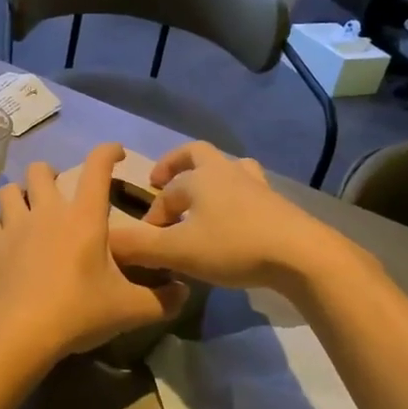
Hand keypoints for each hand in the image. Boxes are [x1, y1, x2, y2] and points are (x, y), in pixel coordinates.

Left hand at [0, 143, 186, 359]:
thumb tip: (183, 293)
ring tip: (31, 209)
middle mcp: (48, 211)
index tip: (116, 152)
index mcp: (84, 217)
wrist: (19, 331)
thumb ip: (161, 300)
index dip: (108, 152)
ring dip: (22, 193)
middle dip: (52, 173)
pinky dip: (4, 222)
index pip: (97, 167)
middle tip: (62, 193)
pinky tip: (12, 238)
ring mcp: (16, 225)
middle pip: (42, 170)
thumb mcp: (129, 310)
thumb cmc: (78, 311)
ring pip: (11, 189)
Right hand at [106, 142, 327, 290]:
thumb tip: (107, 243)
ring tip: (203, 197)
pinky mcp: (277, 203)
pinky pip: (249, 190)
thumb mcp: (179, 251)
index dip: (153, 213)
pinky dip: (235, 198)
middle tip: (162, 181)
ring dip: (211, 177)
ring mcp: (256, 185)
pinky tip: (235, 220)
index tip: (147, 238)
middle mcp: (226, 172)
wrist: (301, 254)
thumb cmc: (234, 246)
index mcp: (200, 177)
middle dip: (176, 165)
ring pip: (229, 167)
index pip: (166, 192)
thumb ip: (141, 247)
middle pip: (197, 154)